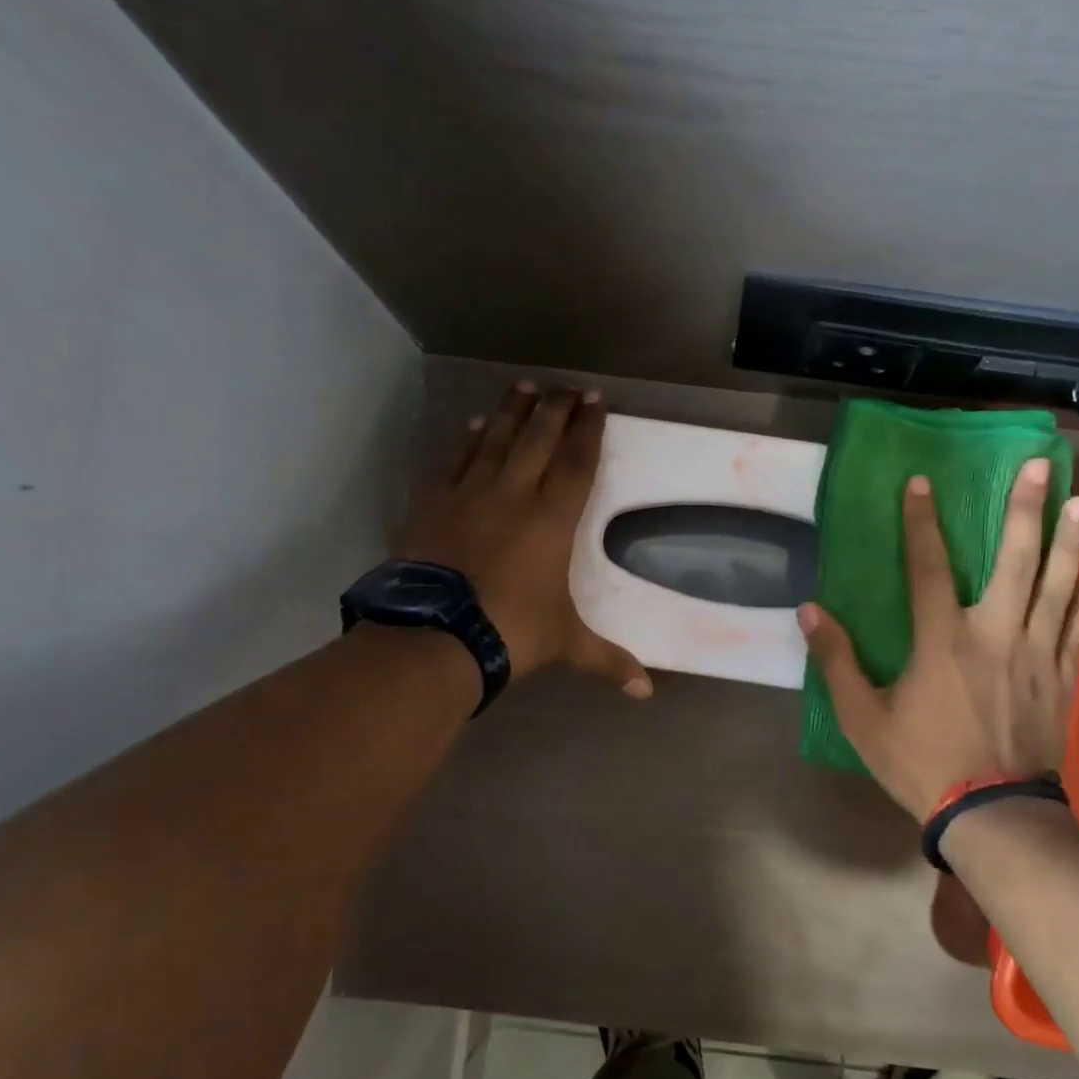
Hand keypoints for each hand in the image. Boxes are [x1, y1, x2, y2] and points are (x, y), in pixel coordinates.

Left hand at [399, 382, 652, 698]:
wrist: (436, 635)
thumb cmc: (512, 632)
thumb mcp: (566, 644)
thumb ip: (607, 660)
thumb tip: (645, 692)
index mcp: (552, 520)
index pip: (577, 462)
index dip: (588, 429)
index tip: (596, 400)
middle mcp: (514, 494)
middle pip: (538, 437)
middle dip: (556, 408)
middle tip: (567, 386)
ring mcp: (469, 493)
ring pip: (494, 438)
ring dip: (512, 411)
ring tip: (525, 387)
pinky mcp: (433, 502)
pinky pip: (454, 460)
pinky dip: (466, 440)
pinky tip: (472, 426)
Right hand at [799, 458, 1078, 818]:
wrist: (992, 814)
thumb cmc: (920, 762)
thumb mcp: (863, 717)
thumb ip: (836, 661)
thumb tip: (809, 611)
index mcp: (942, 639)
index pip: (928, 566)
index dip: (921, 522)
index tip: (921, 482)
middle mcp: (995, 633)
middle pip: (1015, 561)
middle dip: (1026, 509)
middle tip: (1041, 465)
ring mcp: (1037, 655)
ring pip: (1058, 586)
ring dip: (1069, 541)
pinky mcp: (1062, 679)